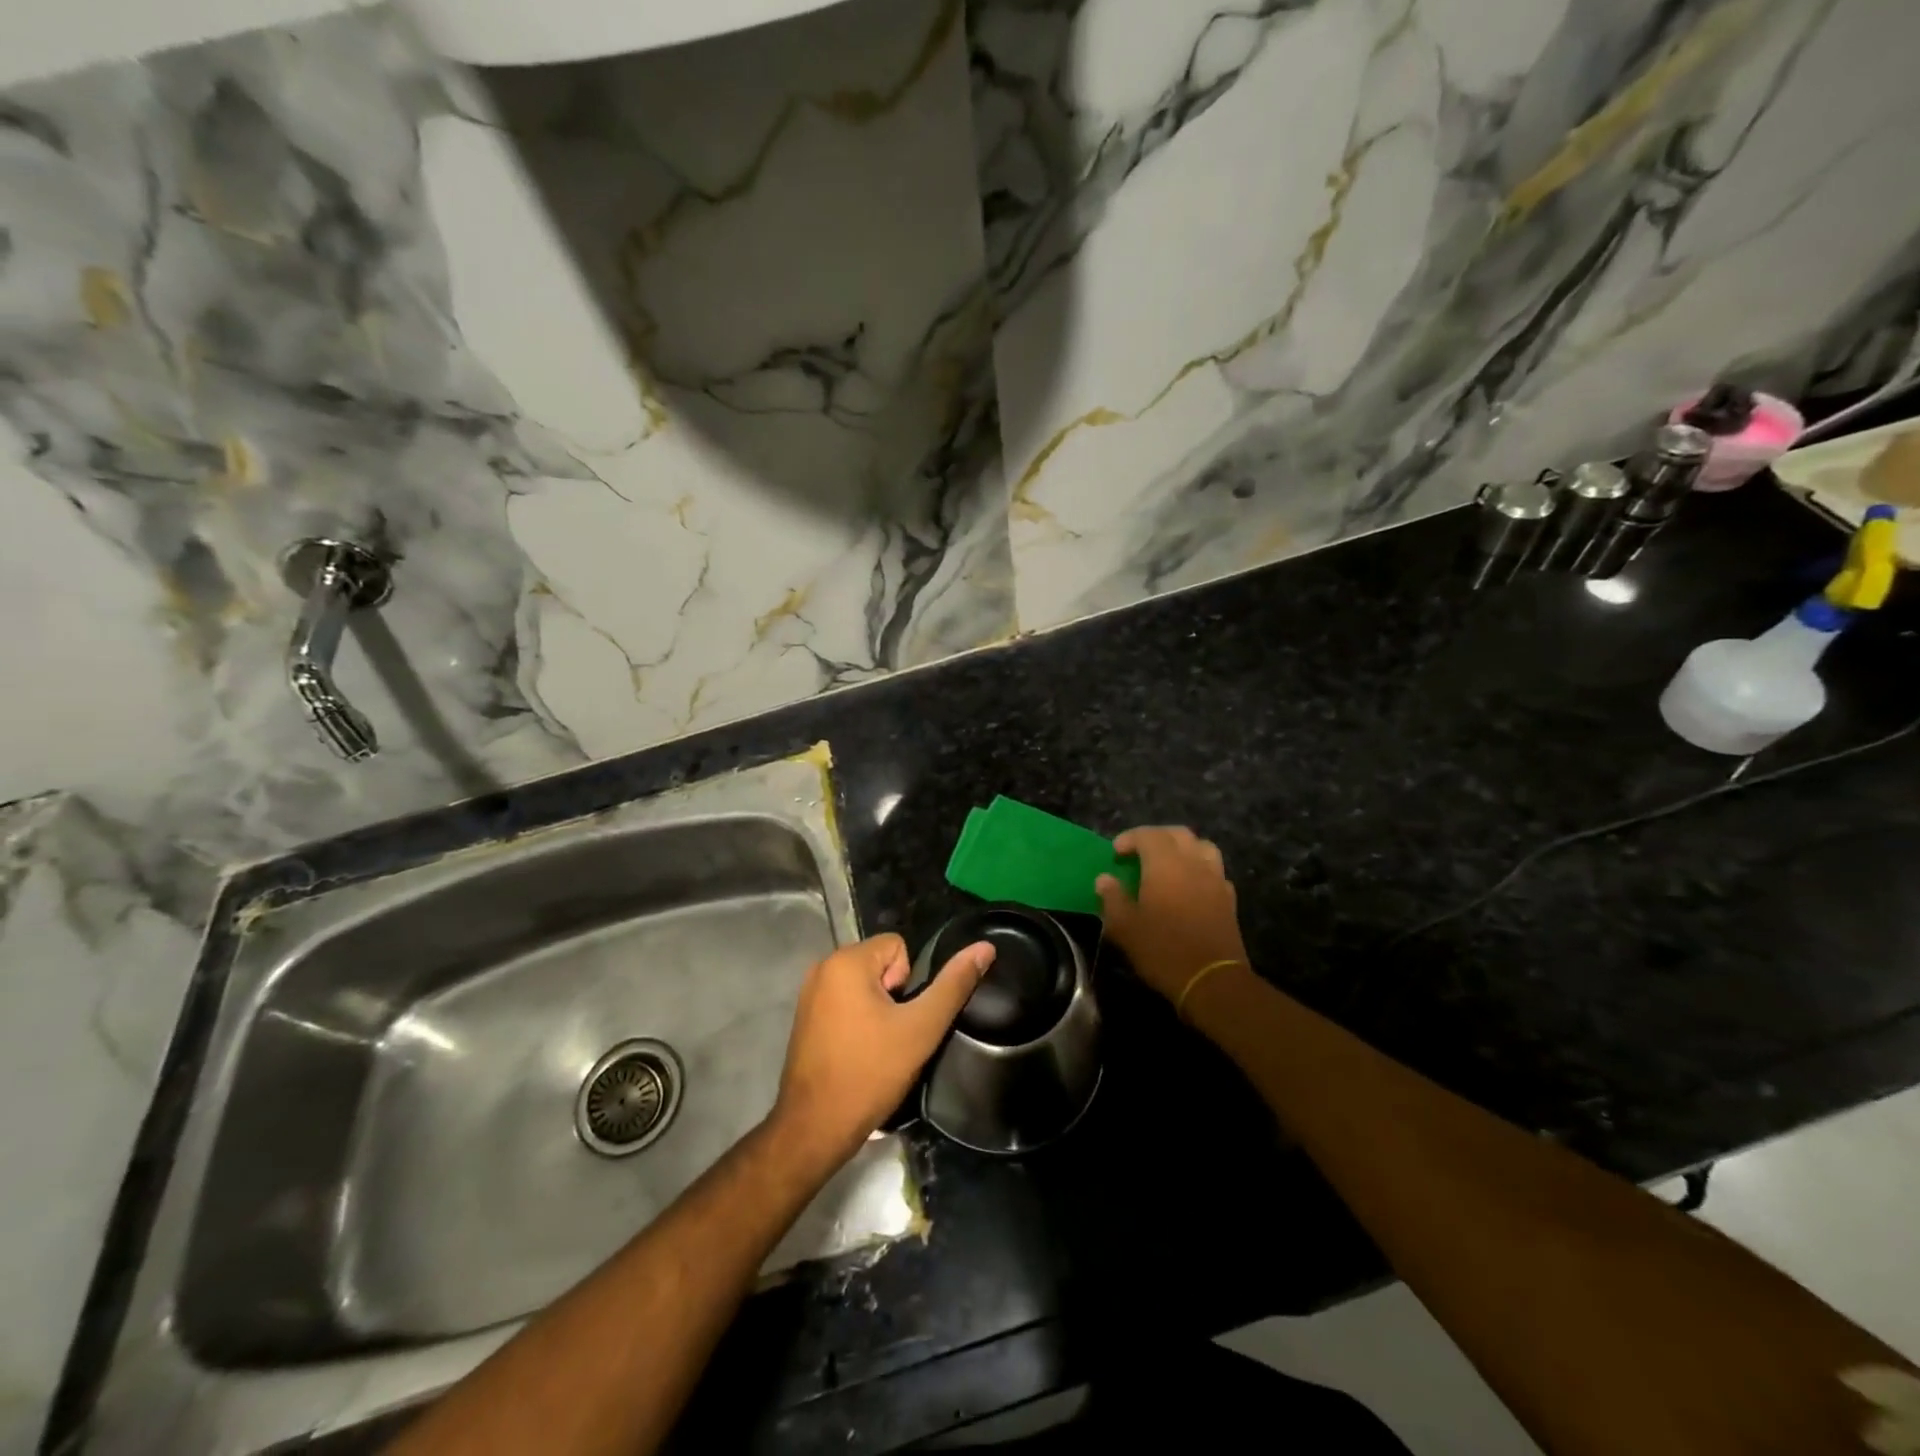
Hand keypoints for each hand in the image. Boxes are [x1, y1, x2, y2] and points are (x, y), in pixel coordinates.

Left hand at [770, 932, 994, 1168]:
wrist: (816, 1127)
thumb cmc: (871, 1072)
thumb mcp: (921, 1028)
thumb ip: (954, 985)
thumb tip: (985, 947)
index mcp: (846, 961)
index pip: (897, 946)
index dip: (908, 982)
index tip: (899, 1018)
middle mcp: (822, 967)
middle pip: (880, 963)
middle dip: (892, 995)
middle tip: (890, 1035)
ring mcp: (809, 993)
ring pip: (863, 984)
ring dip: (876, 1008)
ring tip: (875, 1046)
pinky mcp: (804, 1017)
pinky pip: (844, 1001)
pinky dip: (856, 1019)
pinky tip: (858, 1052)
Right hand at [1096, 826, 1250, 1003]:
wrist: (1212, 980)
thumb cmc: (1163, 950)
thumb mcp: (1125, 927)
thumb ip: (1112, 898)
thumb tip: (1104, 879)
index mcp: (1165, 865)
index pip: (1148, 835)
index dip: (1130, 838)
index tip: (1116, 852)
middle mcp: (1193, 863)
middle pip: (1178, 834)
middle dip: (1157, 836)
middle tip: (1139, 851)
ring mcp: (1215, 880)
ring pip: (1202, 847)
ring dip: (1183, 848)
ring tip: (1168, 863)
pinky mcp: (1229, 899)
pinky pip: (1214, 871)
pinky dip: (1200, 869)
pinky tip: (1190, 886)